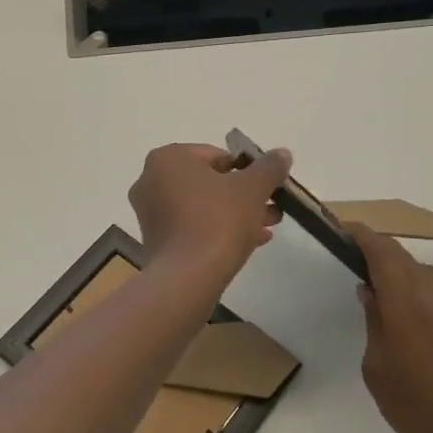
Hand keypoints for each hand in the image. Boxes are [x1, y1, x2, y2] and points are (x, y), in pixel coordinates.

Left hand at [129, 142, 289, 273]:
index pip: (216, 155)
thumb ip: (269, 167)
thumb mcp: (253, 188)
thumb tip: (282, 154)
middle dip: (244, 195)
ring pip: (203, 206)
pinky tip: (250, 242)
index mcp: (168, 158)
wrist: (187, 278)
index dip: (247, 170)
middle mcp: (151, 180)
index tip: (268, 187)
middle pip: (210, 182)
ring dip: (236, 214)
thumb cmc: (217, 220)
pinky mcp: (156, 241)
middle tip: (272, 208)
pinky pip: (192, 227)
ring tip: (267, 228)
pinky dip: (218, 230)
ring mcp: (150, 213)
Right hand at [352, 223, 432, 432]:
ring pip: (427, 276)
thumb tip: (371, 291)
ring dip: (408, 281)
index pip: (381, 249)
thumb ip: (374, 320)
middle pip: (403, 258)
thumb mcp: (376, 366)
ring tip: (396, 308)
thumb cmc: (415, 406)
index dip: (361, 235)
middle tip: (362, 273)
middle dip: (381, 258)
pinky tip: (431, 327)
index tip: (344, 230)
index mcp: (406, 299)